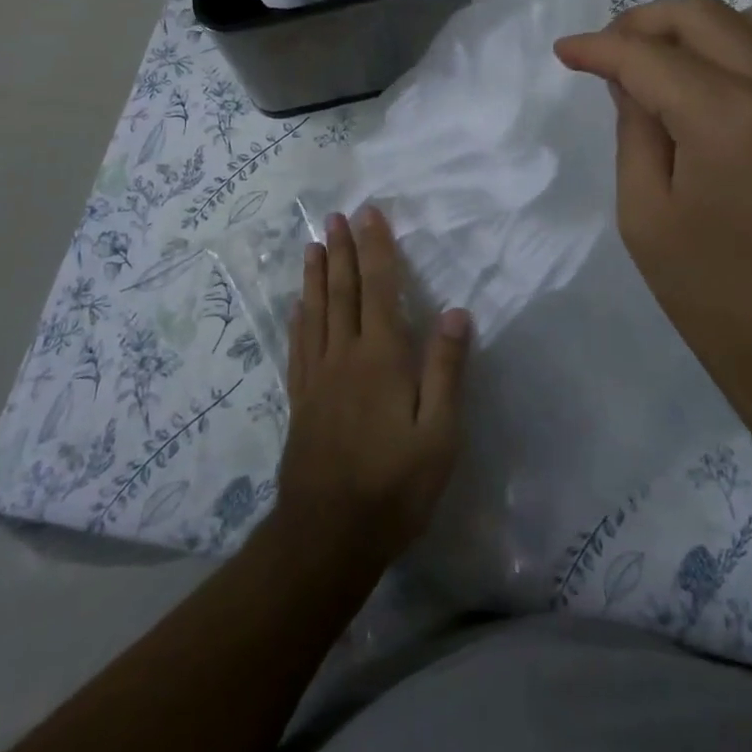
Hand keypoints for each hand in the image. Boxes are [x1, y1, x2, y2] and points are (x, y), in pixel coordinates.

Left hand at [273, 206, 470, 573]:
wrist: (327, 537)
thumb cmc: (394, 486)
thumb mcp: (439, 435)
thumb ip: (446, 370)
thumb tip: (455, 311)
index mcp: (381, 357)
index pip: (379, 287)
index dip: (375, 247)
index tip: (370, 213)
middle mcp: (345, 355)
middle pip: (343, 291)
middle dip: (342, 250)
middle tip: (336, 216)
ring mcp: (318, 377)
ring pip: (316, 311)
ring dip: (315, 274)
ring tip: (313, 244)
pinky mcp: (301, 400)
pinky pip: (298, 346)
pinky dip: (298, 318)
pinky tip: (296, 306)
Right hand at [555, 0, 751, 439]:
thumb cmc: (719, 297)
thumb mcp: (646, 216)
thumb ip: (634, 130)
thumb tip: (629, 79)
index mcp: (727, 116)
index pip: (647, 55)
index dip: (597, 47)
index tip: (567, 50)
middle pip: (705, 16)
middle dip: (646, 22)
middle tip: (614, 50)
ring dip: (706, 33)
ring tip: (676, 67)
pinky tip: (735, 114)